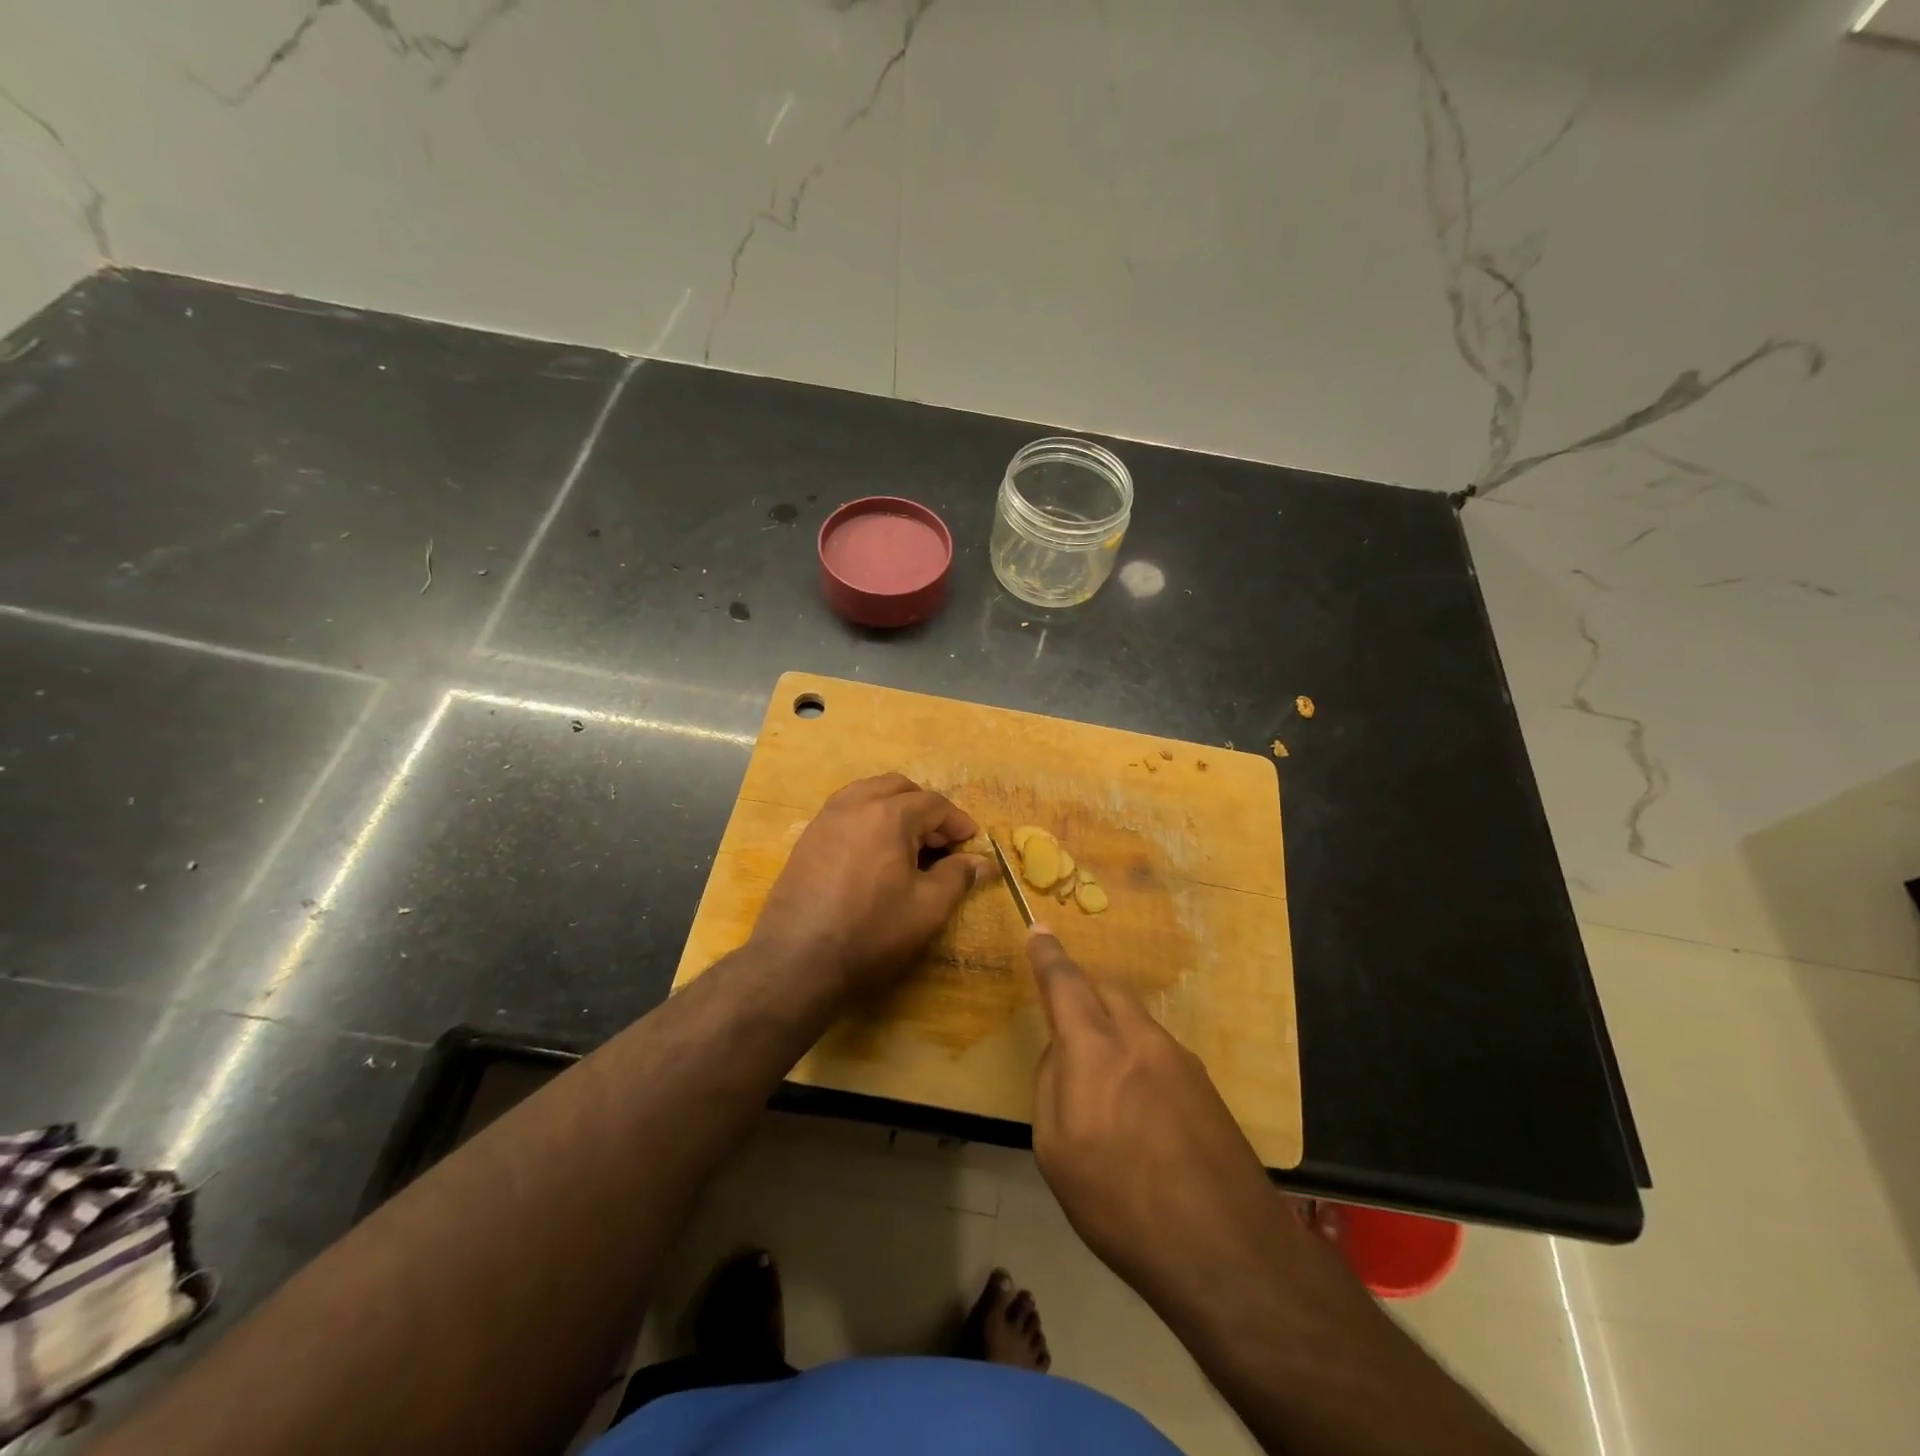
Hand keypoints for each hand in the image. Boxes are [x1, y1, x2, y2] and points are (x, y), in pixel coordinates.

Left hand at [750, 774, 987, 997]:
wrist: (797, 960)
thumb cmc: (871, 931)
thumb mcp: (927, 908)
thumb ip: (957, 876)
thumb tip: (983, 861)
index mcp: (888, 815)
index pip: (934, 803)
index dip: (957, 822)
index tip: (971, 843)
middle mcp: (854, 804)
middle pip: (898, 787)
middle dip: (924, 808)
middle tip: (939, 842)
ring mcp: (825, 819)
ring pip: (867, 793)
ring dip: (893, 807)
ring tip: (907, 843)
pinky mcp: (806, 838)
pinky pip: (845, 811)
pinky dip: (867, 818)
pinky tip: (873, 854)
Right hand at [1026, 928, 1289, 1318]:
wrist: (1227, 1250)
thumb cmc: (1121, 1204)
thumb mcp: (1056, 1151)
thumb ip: (1051, 1084)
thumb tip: (1062, 1052)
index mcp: (1096, 1050)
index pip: (1065, 983)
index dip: (1048, 955)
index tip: (1038, 931)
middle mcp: (1140, 1039)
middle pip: (1108, 990)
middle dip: (1084, 992)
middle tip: (1068, 1024)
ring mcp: (1180, 1059)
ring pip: (1137, 1019)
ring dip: (1114, 1028)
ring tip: (1106, 1085)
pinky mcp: (1206, 1085)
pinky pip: (1160, 1049)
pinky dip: (1139, 1057)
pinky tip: (1142, 1110)